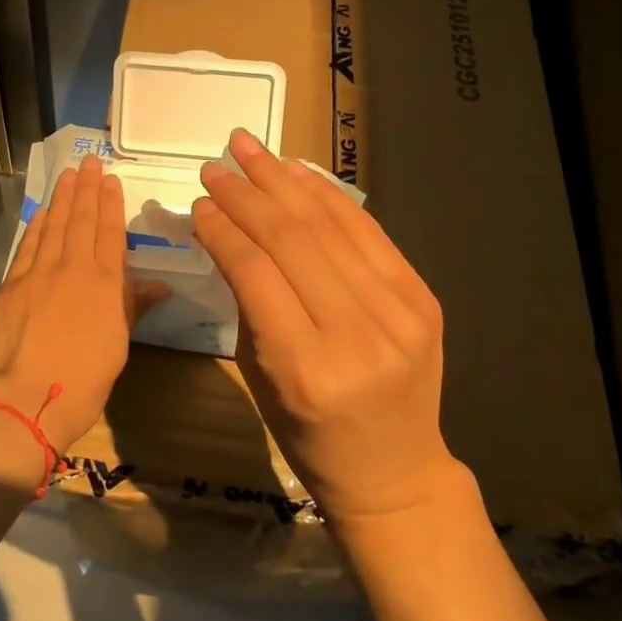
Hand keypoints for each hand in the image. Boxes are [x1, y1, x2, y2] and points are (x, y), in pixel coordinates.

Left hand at [0, 154, 165, 445]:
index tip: (110, 179)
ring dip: (63, 197)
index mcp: (105, 282)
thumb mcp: (118, 344)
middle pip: (82, 219)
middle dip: (87, 188)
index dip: (110, 203)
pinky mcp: (13, 283)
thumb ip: (133, 306)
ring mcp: (40, 272)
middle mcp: (74, 267)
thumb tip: (160, 286)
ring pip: (55, 225)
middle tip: (89, 161)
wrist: (27, 397)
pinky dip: (37, 225)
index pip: (110, 232)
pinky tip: (42, 211)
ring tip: (68, 173)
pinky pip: (29, 245)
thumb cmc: (84, 379)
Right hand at [193, 129, 459, 521]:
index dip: (223, 228)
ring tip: (249, 148)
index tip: (199, 201)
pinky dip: (327, 195)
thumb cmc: (308, 436)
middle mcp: (356, 336)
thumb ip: (247, 300)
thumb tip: (226, 228)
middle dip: (247, 193)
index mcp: (304, 369)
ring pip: (329, 225)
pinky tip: (297, 171)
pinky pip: (367, 231)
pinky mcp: (422, 298)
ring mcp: (398, 313)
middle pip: (291, 239)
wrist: (396, 472)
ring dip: (283, 179)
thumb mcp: (260, 377)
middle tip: (216, 164)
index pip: (254, 273)